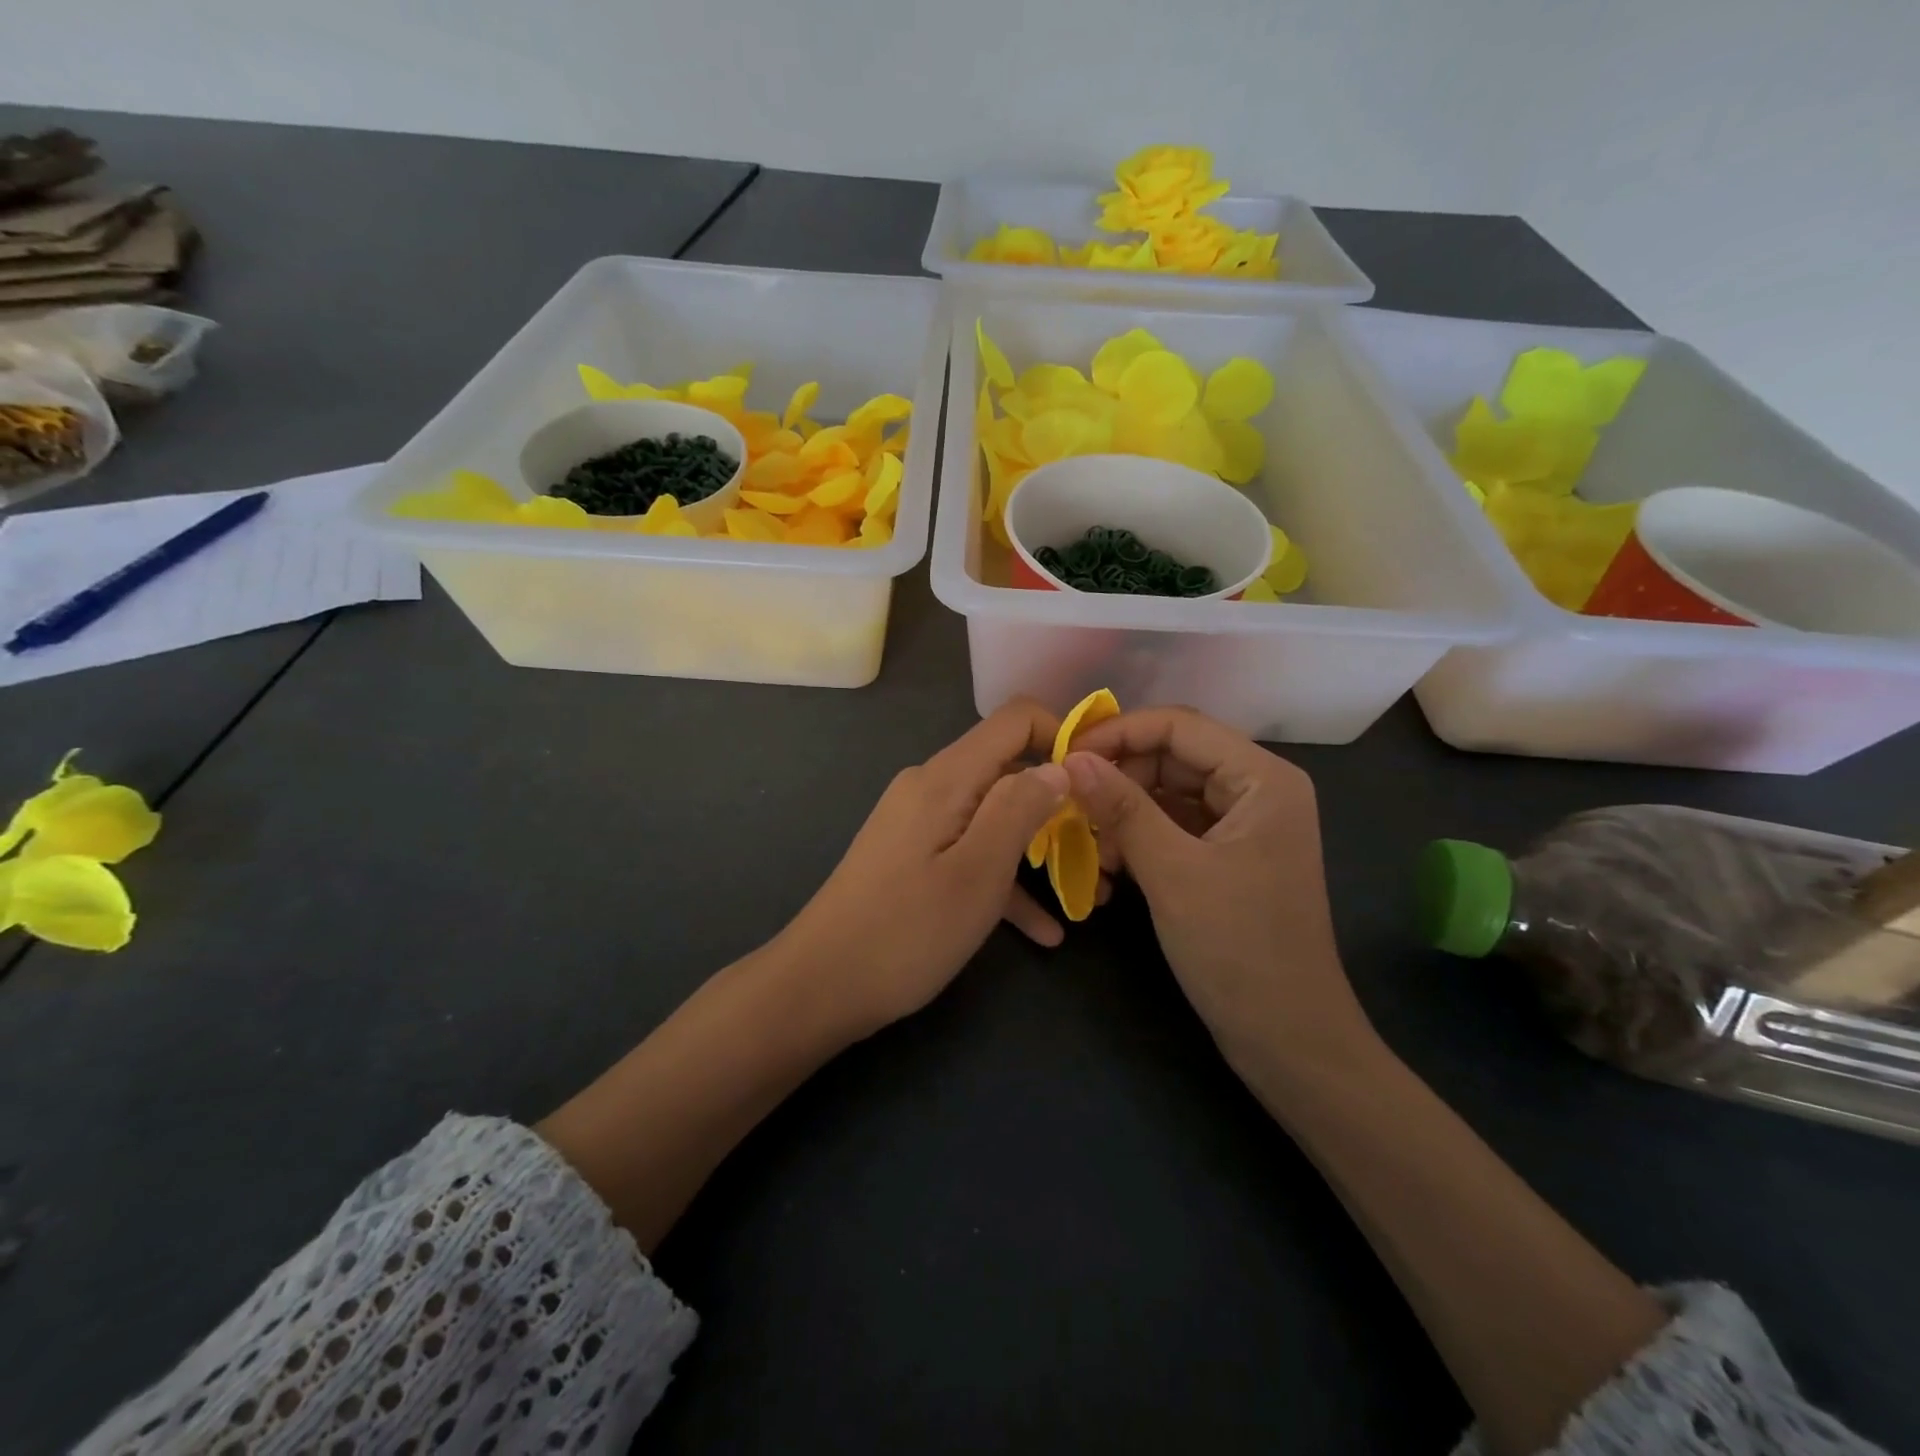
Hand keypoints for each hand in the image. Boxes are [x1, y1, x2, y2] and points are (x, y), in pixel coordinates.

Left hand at [779, 700, 1072, 1032]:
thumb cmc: (906, 931)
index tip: (1098, 780)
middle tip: (1101, 848)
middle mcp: (930, 787)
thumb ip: (1020, 810)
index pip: (1014, 720)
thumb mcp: (978, 872)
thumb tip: (1059, 766)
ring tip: (1085, 894)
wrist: (819, 985)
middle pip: (1007, 770)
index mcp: (946, 778)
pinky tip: (1043, 931)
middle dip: (1057, 804)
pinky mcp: (912, 857)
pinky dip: (1003, 880)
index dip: (1061, 736)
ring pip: (992, 818)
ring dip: (1037, 850)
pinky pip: (968, 852)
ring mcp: (918, 823)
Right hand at [1063, 707, 1375, 1070]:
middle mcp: (1257, 791)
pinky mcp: (1228, 858)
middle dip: (1119, 778)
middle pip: (1173, 758)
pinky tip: (1110, 869)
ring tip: (1089, 848)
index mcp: (1263, 779)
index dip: (1119, 734)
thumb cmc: (1238, 949)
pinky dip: (1140, 841)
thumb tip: (1071, 759)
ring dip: (1124, 814)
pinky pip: (1174, 829)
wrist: (1288, 1039)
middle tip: (1069, 805)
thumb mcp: (1172, 872)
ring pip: (1168, 795)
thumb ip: (1121, 808)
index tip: (1066, 756)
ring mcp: (1244, 826)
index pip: (1180, 726)